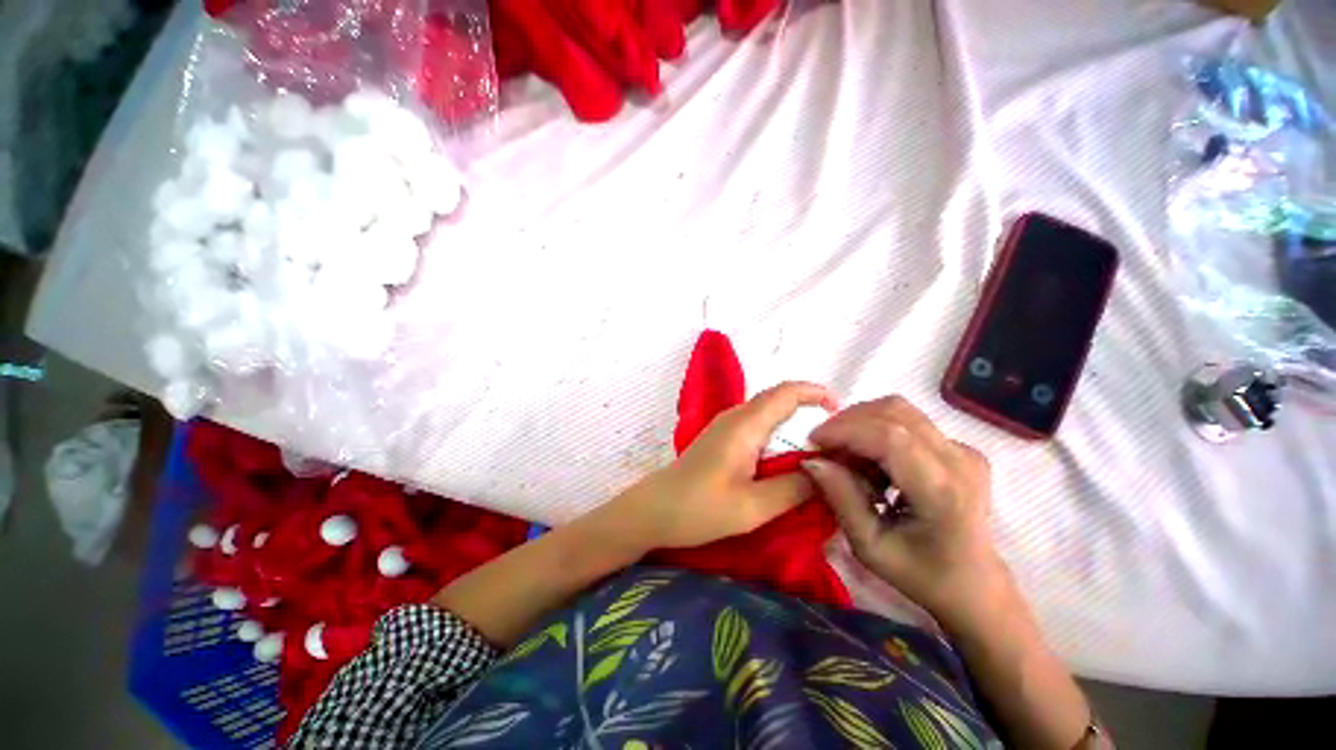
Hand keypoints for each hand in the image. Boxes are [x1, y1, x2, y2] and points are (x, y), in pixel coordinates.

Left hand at [615, 382, 837, 549]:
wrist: (654, 511)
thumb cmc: (700, 509)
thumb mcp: (753, 507)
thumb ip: (794, 487)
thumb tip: (827, 472)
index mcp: (744, 425)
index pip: (785, 393)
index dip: (816, 393)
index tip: (842, 411)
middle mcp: (735, 417)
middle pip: (777, 399)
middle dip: (809, 407)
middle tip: (837, 436)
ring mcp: (725, 425)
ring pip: (767, 411)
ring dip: (794, 420)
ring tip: (819, 446)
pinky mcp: (720, 438)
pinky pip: (756, 424)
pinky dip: (778, 432)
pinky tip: (786, 456)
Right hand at [802, 396, 1006, 625]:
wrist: (975, 586)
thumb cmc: (921, 575)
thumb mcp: (869, 546)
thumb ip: (841, 498)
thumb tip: (812, 461)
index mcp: (942, 491)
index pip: (889, 436)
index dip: (845, 430)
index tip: (814, 443)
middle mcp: (960, 461)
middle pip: (894, 412)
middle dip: (848, 422)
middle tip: (827, 448)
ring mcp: (964, 451)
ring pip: (900, 410)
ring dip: (862, 424)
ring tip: (848, 456)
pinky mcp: (960, 448)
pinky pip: (908, 421)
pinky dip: (877, 430)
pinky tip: (871, 461)